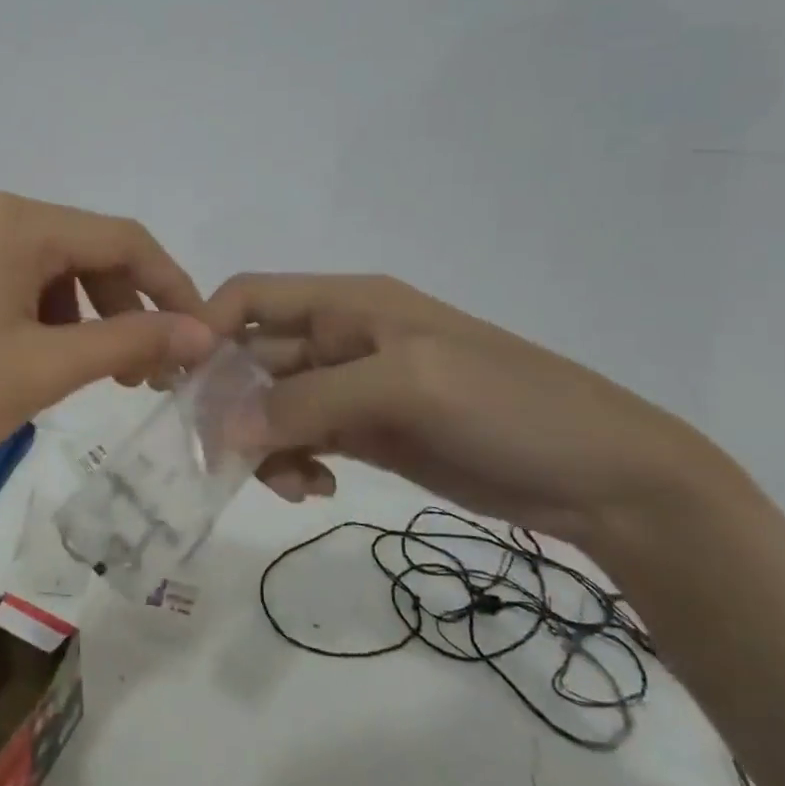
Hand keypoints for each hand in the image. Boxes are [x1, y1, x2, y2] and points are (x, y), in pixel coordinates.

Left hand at [0, 193, 215, 521]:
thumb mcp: (44, 369)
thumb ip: (131, 342)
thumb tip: (204, 331)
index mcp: (14, 221)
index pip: (122, 239)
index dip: (172, 286)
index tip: (201, 336)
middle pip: (82, 250)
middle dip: (125, 306)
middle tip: (145, 372)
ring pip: (44, 268)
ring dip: (83, 315)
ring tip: (93, 374)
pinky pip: (4, 280)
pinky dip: (38, 316)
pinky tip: (35, 360)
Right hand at [203, 273, 747, 544]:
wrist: (604, 476)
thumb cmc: (507, 407)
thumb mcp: (405, 388)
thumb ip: (308, 402)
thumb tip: (223, 430)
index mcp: (349, 304)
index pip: (252, 298)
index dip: (208, 330)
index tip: (181, 386)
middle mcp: (342, 339)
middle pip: (254, 358)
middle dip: (232, 403)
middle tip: (223, 459)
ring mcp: (355, 389)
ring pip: (272, 405)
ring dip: (262, 441)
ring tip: (288, 483)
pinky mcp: (368, 434)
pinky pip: (302, 439)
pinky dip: (292, 461)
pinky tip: (313, 487)